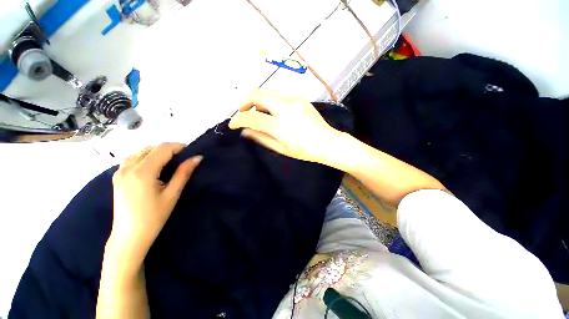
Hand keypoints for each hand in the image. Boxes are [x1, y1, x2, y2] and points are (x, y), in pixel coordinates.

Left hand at [109, 143, 201, 265]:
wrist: (130, 236)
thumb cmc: (154, 217)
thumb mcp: (172, 193)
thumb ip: (184, 173)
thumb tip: (197, 158)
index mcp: (142, 172)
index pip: (162, 149)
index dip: (178, 147)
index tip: (190, 152)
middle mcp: (128, 167)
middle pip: (151, 148)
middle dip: (168, 149)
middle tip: (182, 159)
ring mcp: (119, 172)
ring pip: (140, 151)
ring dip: (156, 152)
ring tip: (169, 162)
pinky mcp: (117, 177)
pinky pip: (132, 158)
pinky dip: (145, 157)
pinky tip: (152, 167)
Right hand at [229, 91, 340, 162]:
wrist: (326, 142)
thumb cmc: (303, 150)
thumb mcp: (280, 148)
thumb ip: (261, 137)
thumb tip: (245, 130)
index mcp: (279, 126)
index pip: (251, 117)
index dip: (238, 119)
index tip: (233, 124)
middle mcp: (285, 109)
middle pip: (256, 95)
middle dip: (244, 102)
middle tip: (244, 112)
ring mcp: (293, 100)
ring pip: (266, 92)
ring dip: (257, 101)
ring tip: (259, 113)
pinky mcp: (299, 97)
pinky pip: (278, 94)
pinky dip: (270, 100)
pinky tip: (273, 110)